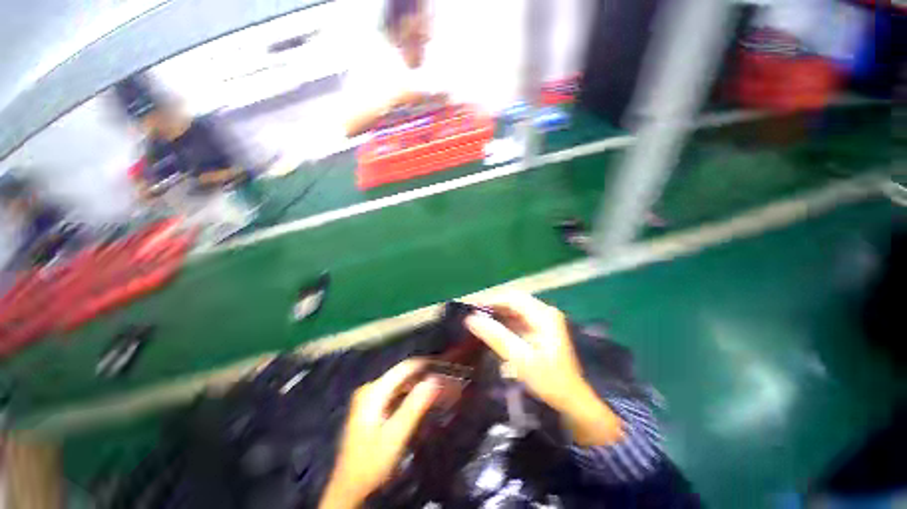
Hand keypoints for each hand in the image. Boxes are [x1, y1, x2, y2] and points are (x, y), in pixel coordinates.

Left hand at [319, 359, 438, 508]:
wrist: (349, 490)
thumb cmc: (372, 463)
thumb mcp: (396, 435)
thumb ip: (415, 405)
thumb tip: (435, 379)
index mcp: (373, 390)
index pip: (406, 367)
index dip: (427, 364)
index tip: (446, 367)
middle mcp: (370, 388)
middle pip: (403, 375)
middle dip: (425, 377)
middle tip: (445, 383)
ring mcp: (370, 398)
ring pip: (401, 384)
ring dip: (420, 386)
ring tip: (438, 391)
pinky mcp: (372, 408)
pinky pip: (396, 394)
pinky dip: (411, 396)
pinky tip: (423, 402)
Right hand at [465, 293, 623, 445]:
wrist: (572, 401)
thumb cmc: (549, 380)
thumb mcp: (520, 359)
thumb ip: (496, 336)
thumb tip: (471, 319)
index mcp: (544, 315)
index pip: (512, 298)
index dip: (490, 300)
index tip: (471, 307)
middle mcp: (544, 312)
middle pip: (513, 301)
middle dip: (492, 306)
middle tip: (472, 315)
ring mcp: (543, 321)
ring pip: (515, 310)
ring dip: (497, 314)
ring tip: (478, 321)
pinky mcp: (540, 330)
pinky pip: (518, 320)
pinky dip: (504, 323)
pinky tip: (492, 330)